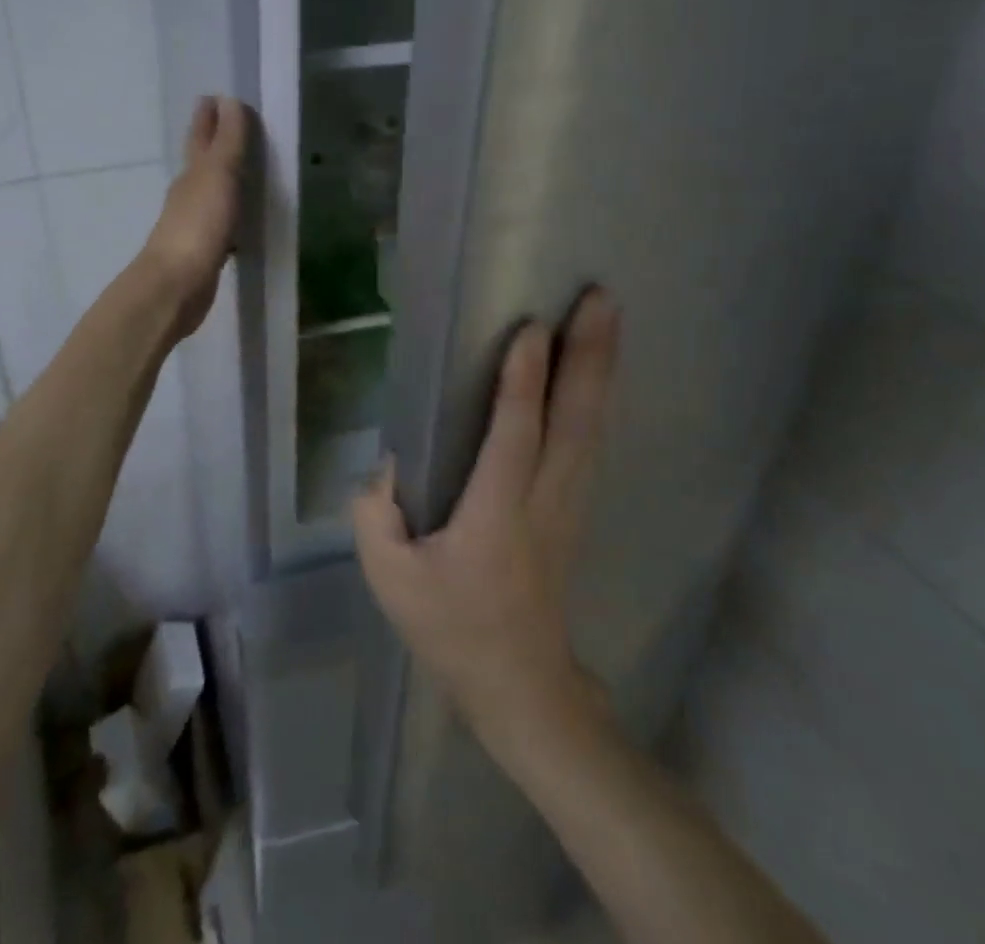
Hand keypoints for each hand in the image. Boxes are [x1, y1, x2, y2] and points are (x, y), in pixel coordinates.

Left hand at [141, 96, 249, 339]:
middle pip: (201, 161)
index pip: (201, 136)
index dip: (209, 117)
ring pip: (210, 191)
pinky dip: (229, 213)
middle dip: (212, 142)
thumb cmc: (198, 226)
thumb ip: (228, 141)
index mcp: (192, 173)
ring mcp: (193, 223)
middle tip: (226, 124)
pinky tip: (240, 221)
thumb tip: (227, 100)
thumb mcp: (218, 175)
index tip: (215, 97)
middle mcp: (188, 193)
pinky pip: (220, 222)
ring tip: (242, 170)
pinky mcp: (203, 251)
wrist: (175, 286)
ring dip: (222, 178)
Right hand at [354, 289, 621, 749]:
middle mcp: (545, 499)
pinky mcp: (575, 507)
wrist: (519, 686)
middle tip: (600, 298)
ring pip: (593, 426)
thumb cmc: (451, 629)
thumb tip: (388, 462)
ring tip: (608, 316)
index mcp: (496, 514)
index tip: (531, 326)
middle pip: (575, 418)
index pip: (516, 433)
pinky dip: (598, 397)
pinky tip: (598, 370)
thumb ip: (376, 512)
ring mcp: (570, 503)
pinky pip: (591, 440)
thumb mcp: (389, 578)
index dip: (523, 379)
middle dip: (589, 355)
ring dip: (602, 368)